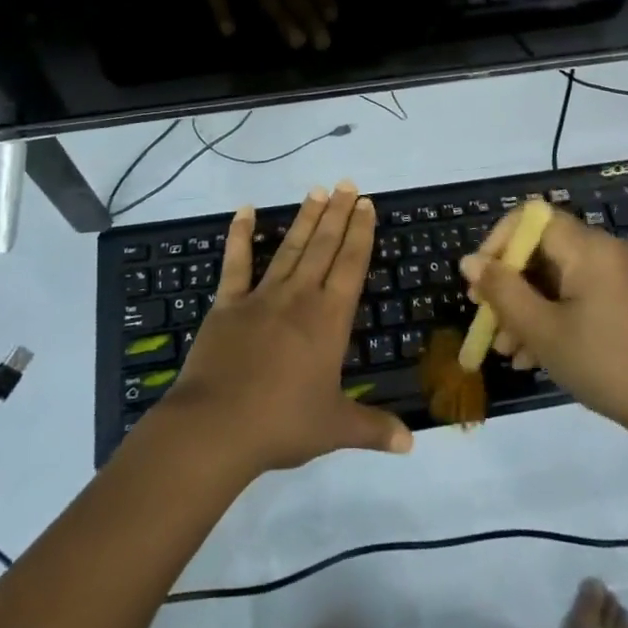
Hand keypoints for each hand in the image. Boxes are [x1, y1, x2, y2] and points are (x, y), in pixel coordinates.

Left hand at [164, 183, 412, 477]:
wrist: (216, 427)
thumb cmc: (282, 424)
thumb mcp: (335, 428)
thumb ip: (374, 429)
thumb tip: (411, 444)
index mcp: (329, 320)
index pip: (351, 266)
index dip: (360, 233)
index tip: (366, 205)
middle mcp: (299, 297)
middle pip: (323, 246)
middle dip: (338, 214)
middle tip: (347, 183)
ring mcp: (261, 297)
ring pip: (289, 248)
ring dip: (304, 218)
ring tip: (317, 190)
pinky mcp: (228, 304)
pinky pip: (235, 263)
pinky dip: (240, 236)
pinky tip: (244, 211)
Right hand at [460, 209, 627, 445]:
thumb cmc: (608, 364)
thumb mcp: (544, 331)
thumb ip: (503, 291)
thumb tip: (469, 261)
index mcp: (588, 247)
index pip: (530, 217)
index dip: (498, 241)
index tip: (481, 280)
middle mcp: (605, 251)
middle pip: (542, 249)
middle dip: (509, 284)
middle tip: (487, 321)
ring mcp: (619, 276)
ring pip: (557, 277)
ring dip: (527, 306)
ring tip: (507, 350)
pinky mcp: (627, 301)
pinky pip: (578, 294)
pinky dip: (553, 314)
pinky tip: (534, 355)